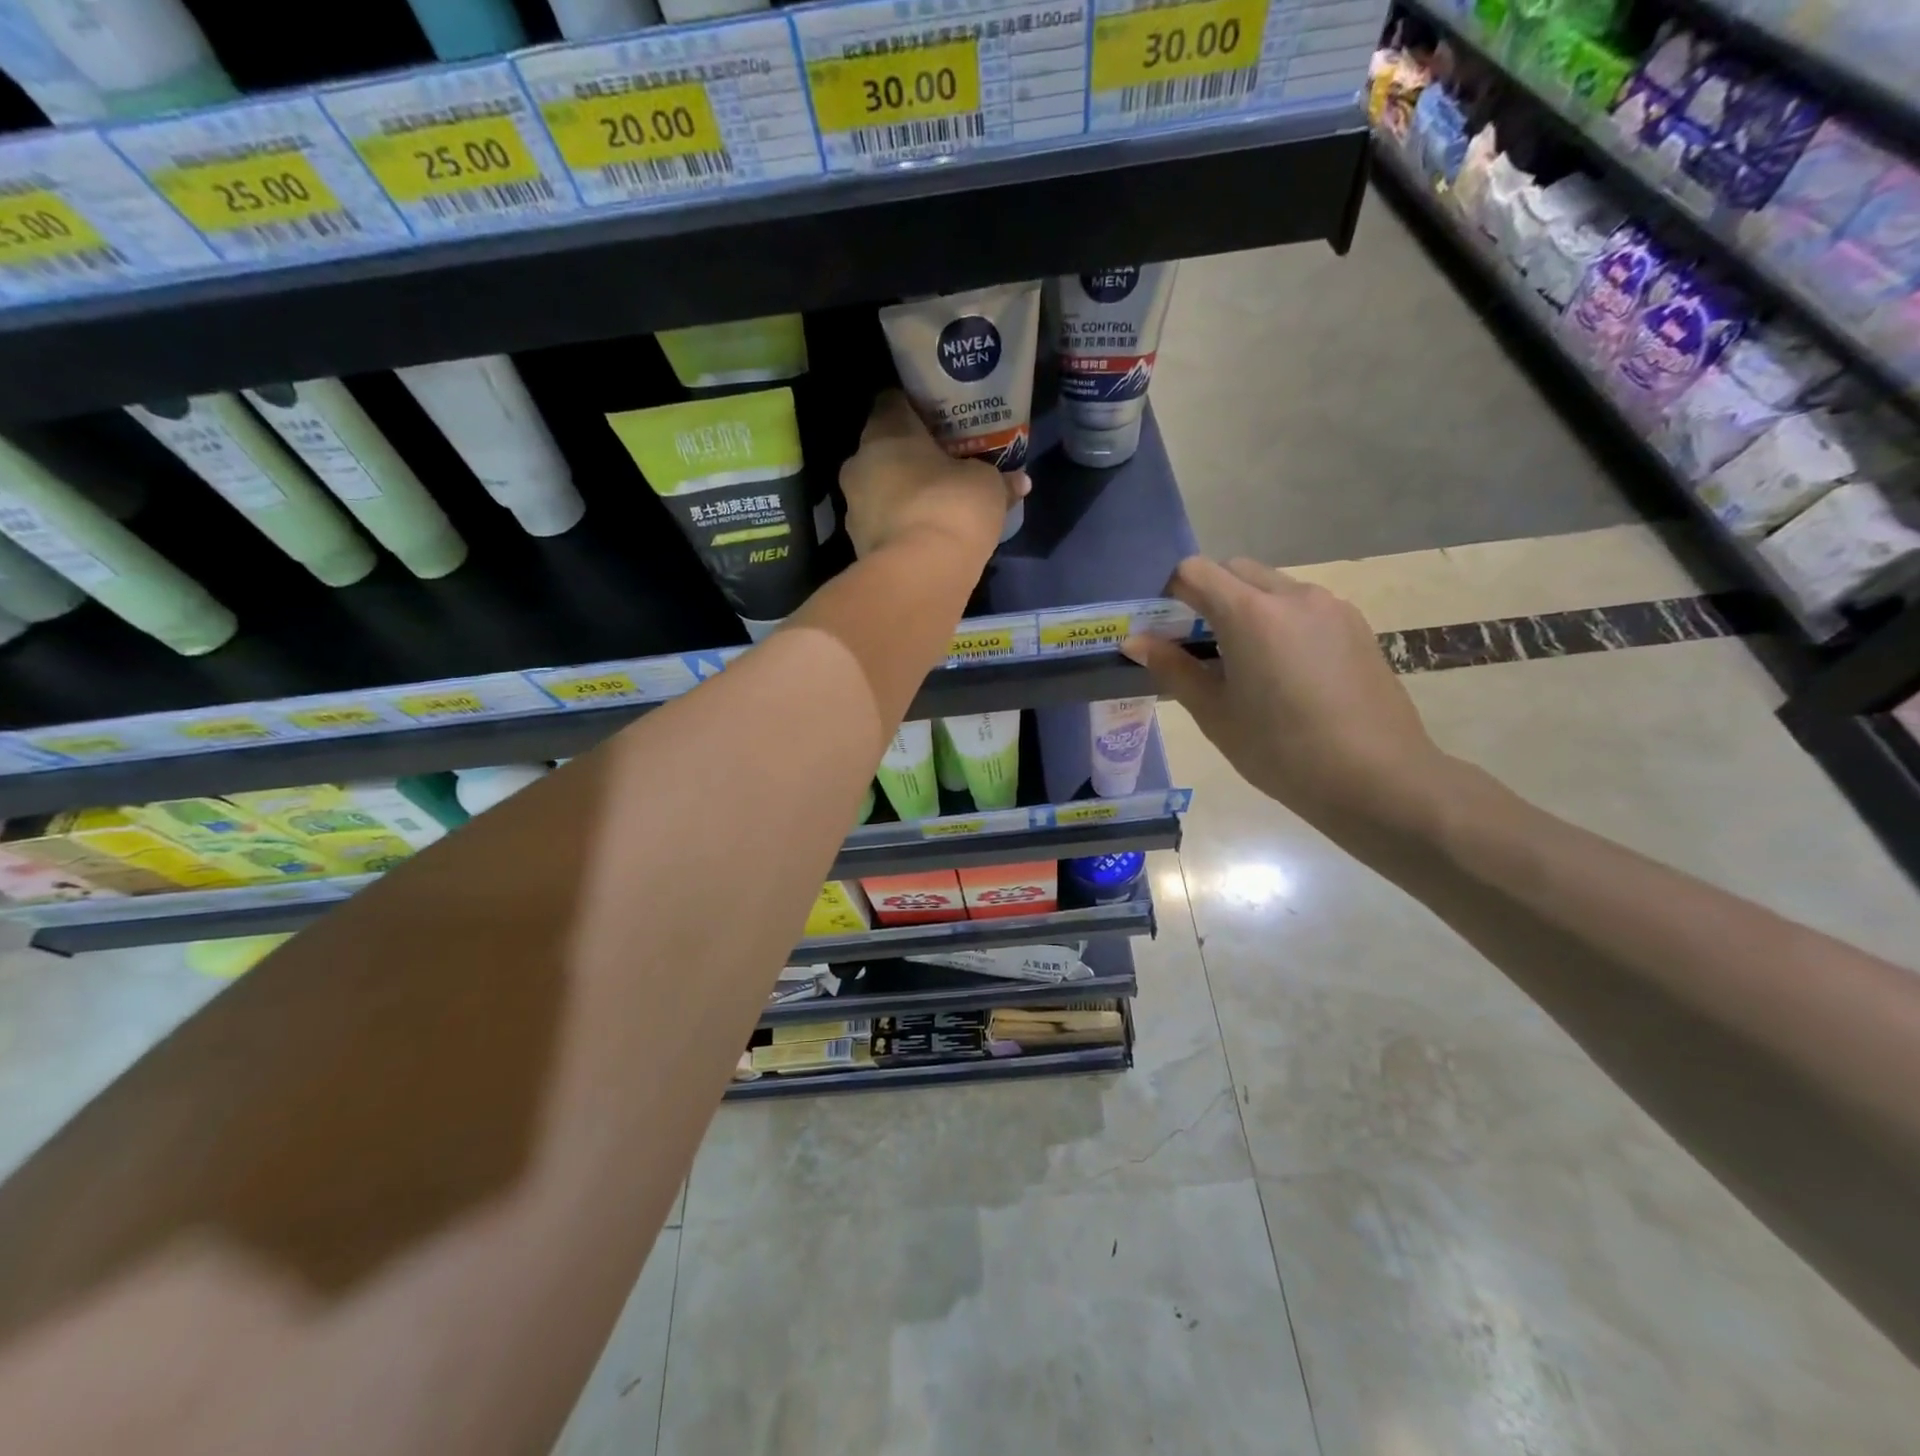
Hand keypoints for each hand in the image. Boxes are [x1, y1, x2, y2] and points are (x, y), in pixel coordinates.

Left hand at [840, 391, 1027, 557]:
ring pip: (879, 490)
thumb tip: (1020, 481)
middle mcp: (859, 463)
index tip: (939, 420)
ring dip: (901, 495)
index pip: (892, 402)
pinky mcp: (858, 545)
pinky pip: (882, 526)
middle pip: (883, 450)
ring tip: (935, 506)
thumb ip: (1000, 479)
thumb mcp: (988, 487)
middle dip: (909, 457)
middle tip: (941, 465)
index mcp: (885, 431)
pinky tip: (925, 538)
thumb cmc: (952, 507)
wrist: (919, 574)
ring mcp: (853, 508)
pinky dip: (900, 528)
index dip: (915, 409)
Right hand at [1124, 557, 1451, 837]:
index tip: (1166, 629)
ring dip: (1246, 607)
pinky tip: (1285, 672)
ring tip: (1245, 663)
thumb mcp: (1215, 714)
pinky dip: (1280, 620)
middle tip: (1200, 646)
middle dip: (1209, 595)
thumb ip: (1173, 669)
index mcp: (1251, 613)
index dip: (1171, 592)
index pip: (1196, 571)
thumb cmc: (1281, 751)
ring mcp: (1330, 606)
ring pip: (1272, 587)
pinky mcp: (1356, 624)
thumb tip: (1134, 641)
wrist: (1377, 778)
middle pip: (1235, 570)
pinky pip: (1303, 606)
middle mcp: (1292, 595)